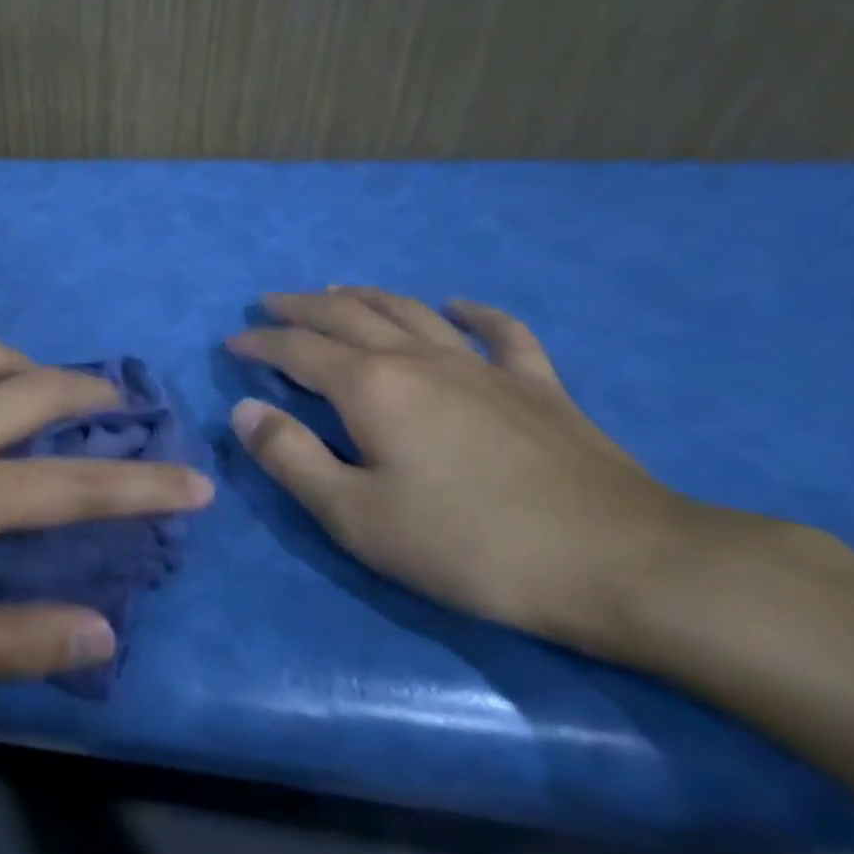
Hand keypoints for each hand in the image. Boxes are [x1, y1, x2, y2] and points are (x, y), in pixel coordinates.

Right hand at [226, 288, 742, 655]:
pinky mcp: (537, 387)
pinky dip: (475, 314)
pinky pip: (502, 334)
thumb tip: (244, 410)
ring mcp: (482, 368)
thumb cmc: (469, 545)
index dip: (260, 342)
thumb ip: (291, 458)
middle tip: (270, 303)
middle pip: (348, 316)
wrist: (621, 562)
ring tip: (338, 291)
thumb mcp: (355, 516)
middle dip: (301, 307)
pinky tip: (460, 305)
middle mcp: (419, 360)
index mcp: (371, 387)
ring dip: (366, 296)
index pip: (298, 350)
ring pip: (411, 312)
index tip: (232, 343)